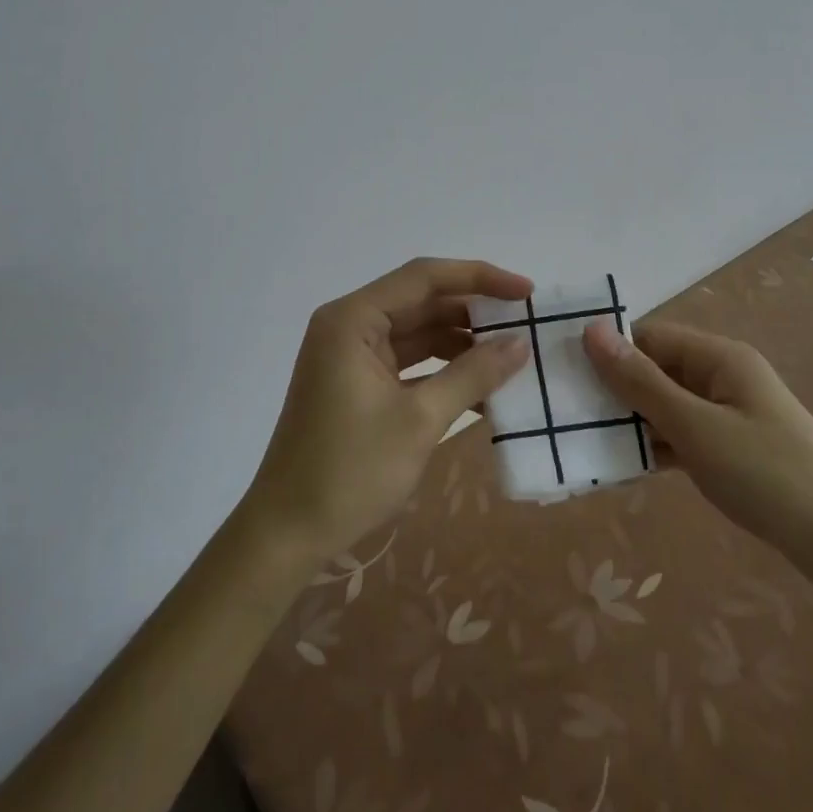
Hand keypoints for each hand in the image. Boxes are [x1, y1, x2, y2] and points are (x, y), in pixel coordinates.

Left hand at [239, 257, 535, 567]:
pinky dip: (443, 370)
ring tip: (511, 358)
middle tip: (524, 325)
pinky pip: (409, 361)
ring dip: (462, 343)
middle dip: (474, 312)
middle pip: (421, 301)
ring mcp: (352, 355)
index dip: (479, 277)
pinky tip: (482, 389)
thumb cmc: (350, 471)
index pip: (424, 277)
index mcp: (353, 319)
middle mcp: (350, 325)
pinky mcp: (358, 382)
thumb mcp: (419, 420)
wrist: (287, 534)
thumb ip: (473, 374)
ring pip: (418, 332)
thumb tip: (520, 343)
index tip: (525, 292)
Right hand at [582, 319, 812, 595]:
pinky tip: (623, 467)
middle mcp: (722, 377)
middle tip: (565, 413)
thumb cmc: (770, 475)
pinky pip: (682, 436)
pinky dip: (656, 447)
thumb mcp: (697, 427)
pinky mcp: (731, 449)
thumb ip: (642, 382)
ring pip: (666, 406)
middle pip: (656, 370)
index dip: (609, 351)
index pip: (649, 337)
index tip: (564, 375)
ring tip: (583, 440)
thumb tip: (593, 330)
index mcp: (719, 357)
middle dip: (615, 390)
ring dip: (632, 422)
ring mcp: (728, 414)